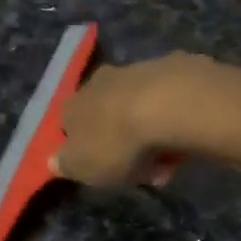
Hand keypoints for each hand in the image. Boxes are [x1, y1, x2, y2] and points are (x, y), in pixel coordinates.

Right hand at [54, 53, 215, 187]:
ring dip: (151, 137)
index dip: (86, 150)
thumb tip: (53, 161)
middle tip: (143, 172)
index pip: (71, 127)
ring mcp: (136, 72)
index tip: (104, 170)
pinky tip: (186, 141)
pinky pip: (168, 104)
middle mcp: (100, 83)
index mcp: (74, 105)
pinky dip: (173, 122)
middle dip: (123, 146)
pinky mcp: (171, 68)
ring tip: (170, 164)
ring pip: (139, 111)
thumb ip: (66, 165)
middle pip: (107, 117)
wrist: (168, 104)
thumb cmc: (117, 142)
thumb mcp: (83, 167)